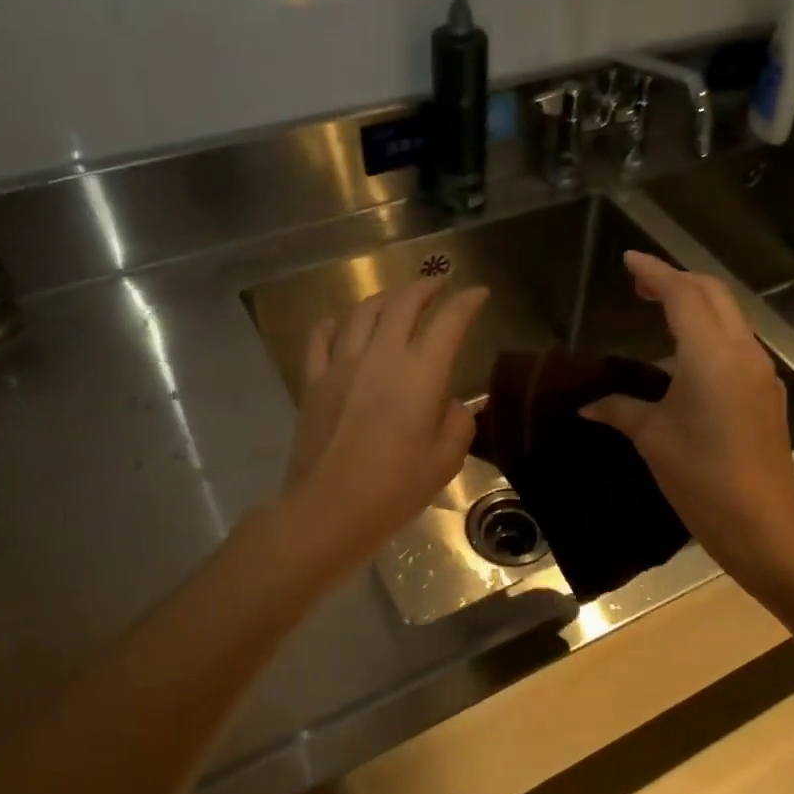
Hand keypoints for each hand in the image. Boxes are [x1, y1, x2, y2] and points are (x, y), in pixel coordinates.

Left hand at [280, 276, 489, 574]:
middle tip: (439, 284)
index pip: (449, 323)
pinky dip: (333, 323)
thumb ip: (457, 423)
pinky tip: (338, 322)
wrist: (328, 509)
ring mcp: (342, 364)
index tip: (479, 293)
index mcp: (420, 374)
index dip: (467, 303)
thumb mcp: (445, 461)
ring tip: (396, 299)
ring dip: (385, 298)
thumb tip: (449, 403)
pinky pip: (321, 338)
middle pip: (403, 304)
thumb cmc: (394, 489)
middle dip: (425, 287)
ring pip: (363, 312)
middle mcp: (381, 356)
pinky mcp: (314, 381)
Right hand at [581, 251, 793, 580]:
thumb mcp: (652, 437)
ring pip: (731, 316)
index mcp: (710, 354)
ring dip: (698, 303)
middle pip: (713, 294)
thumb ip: (620, 409)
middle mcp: (742, 351)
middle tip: (641, 284)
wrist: (760, 521)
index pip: (682, 294)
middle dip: (677, 280)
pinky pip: (738, 343)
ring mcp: (761, 371)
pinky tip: (690, 354)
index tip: (629, 260)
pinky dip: (712, 331)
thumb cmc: (699, 477)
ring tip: (662, 310)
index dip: (654, 272)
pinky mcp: (768, 392)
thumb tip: (588, 405)